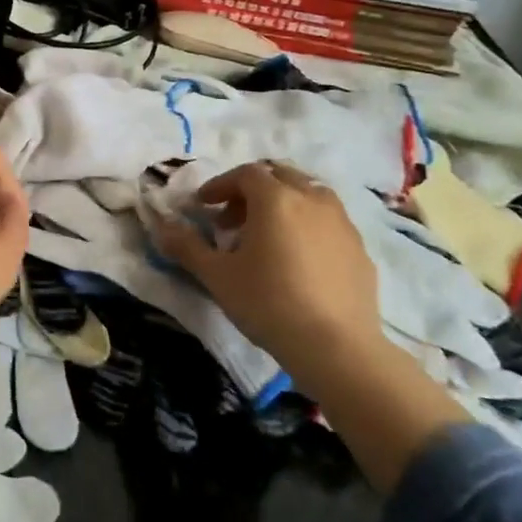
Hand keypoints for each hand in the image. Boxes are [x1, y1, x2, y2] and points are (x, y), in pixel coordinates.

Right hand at [155, 161, 467, 491]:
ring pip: (309, 194)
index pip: (245, 173)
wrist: (337, 348)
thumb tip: (161, 227)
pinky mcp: (360, 249)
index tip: (203, 206)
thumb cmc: (268, 303)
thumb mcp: (216, 276)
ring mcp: (342, 223)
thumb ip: (186, 246)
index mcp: (276, 199)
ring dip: (283, 204)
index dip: (220, 185)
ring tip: (266, 237)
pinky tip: (298, 260)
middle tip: (232, 218)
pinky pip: (329, 222)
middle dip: (252, 190)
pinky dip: (307, 226)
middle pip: (280, 175)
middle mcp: (312, 200)